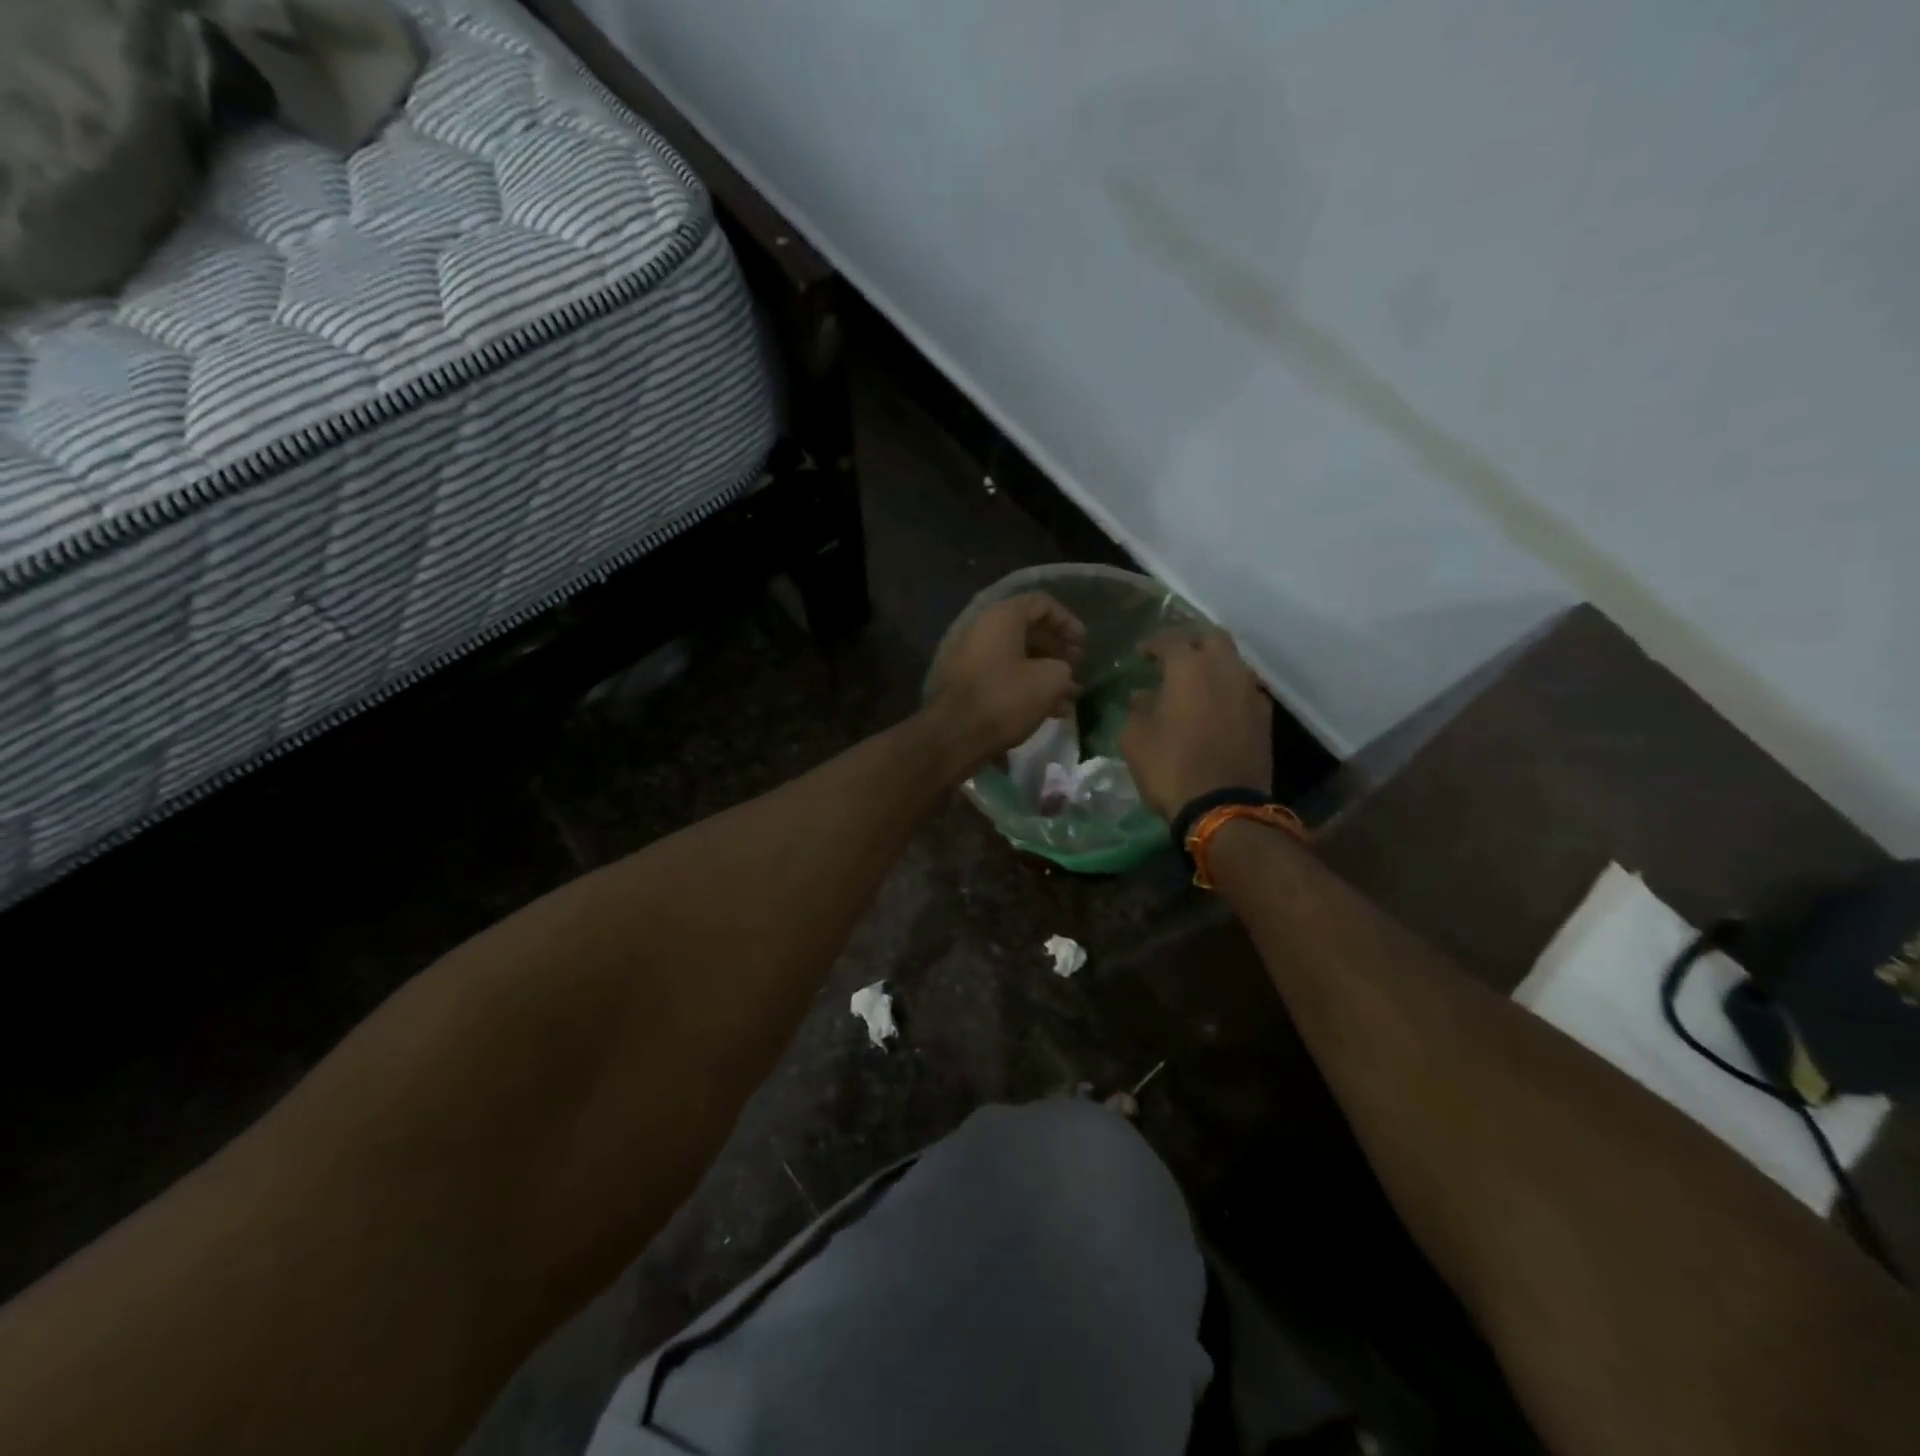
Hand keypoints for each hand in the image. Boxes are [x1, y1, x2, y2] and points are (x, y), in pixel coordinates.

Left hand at [926, 592, 1084, 769]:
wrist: (953, 736)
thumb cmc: (1005, 698)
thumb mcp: (1050, 680)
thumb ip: (1064, 669)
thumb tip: (1059, 674)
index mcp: (1001, 617)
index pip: (1041, 603)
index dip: (1067, 622)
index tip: (1084, 646)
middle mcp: (981, 631)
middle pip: (1027, 632)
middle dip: (1056, 652)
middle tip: (1077, 672)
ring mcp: (969, 659)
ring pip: (1016, 660)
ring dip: (1044, 676)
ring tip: (1068, 699)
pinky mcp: (965, 687)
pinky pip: (1002, 680)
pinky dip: (1025, 690)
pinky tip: (1047, 714)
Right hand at [1120, 627, 1271, 818]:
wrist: (1223, 808)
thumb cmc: (1170, 768)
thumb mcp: (1135, 739)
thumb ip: (1138, 708)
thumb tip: (1144, 695)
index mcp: (1189, 668)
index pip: (1170, 640)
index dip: (1153, 644)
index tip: (1141, 654)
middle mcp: (1225, 670)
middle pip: (1212, 638)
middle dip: (1191, 643)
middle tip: (1173, 659)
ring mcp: (1250, 692)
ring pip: (1233, 663)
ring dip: (1213, 666)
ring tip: (1194, 684)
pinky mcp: (1265, 717)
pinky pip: (1244, 689)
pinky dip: (1228, 690)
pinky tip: (1214, 707)